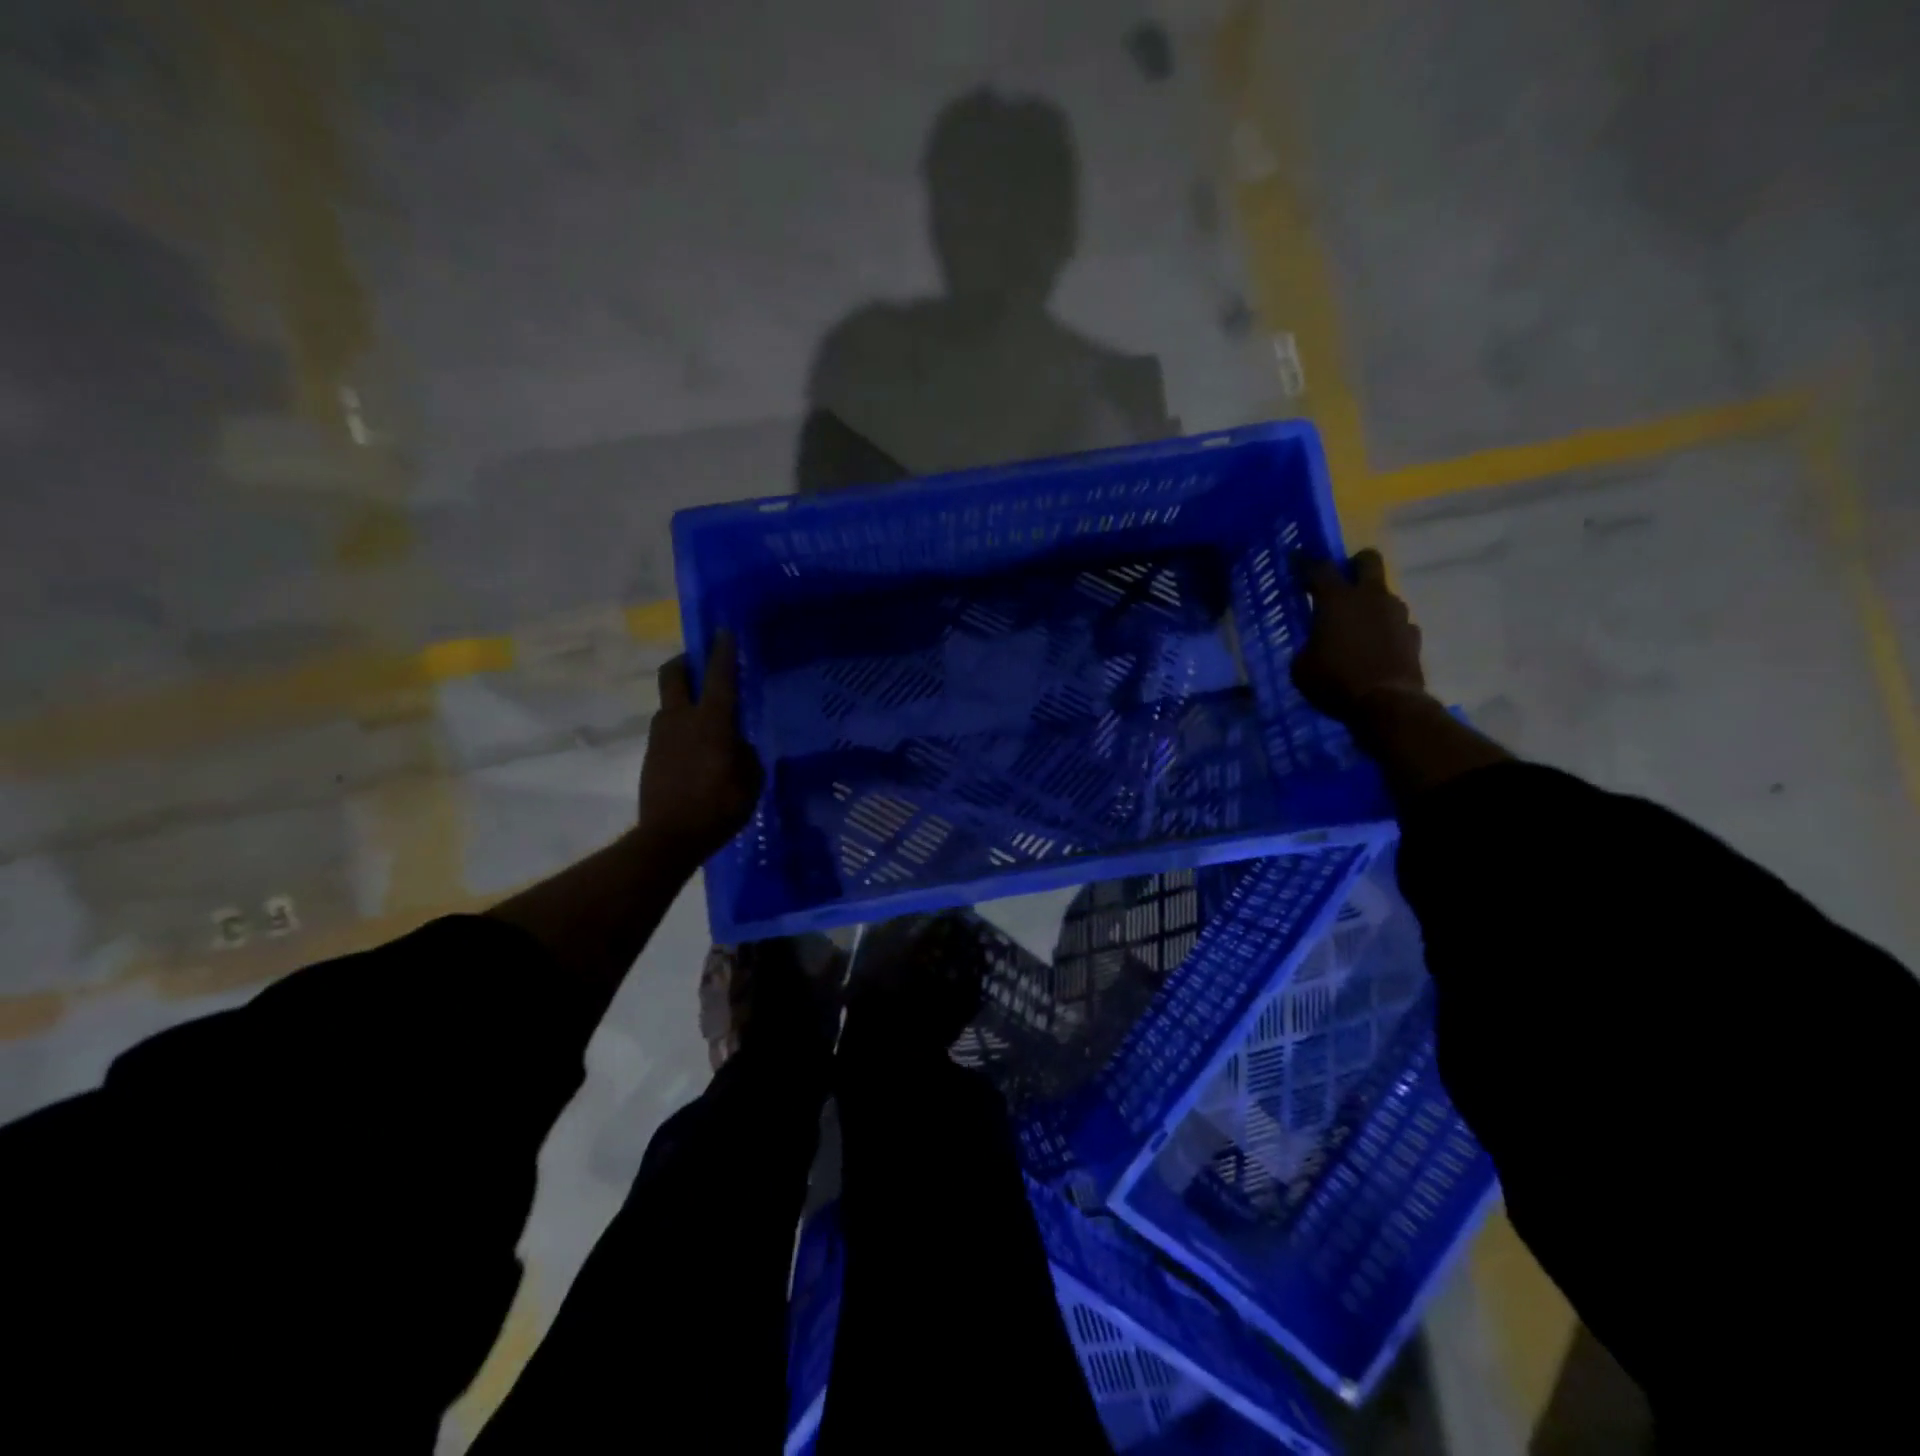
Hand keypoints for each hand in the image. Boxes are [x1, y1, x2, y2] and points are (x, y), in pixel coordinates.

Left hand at [640, 631, 764, 863]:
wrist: (669, 838)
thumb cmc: (719, 807)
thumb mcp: (750, 780)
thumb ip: (744, 753)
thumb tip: (735, 743)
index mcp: (711, 722)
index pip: (718, 676)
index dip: (722, 652)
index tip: (723, 631)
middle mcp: (681, 719)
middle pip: (673, 674)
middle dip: (685, 662)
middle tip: (701, 664)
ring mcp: (661, 736)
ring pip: (669, 703)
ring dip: (683, 698)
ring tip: (705, 715)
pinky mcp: (651, 755)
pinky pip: (668, 729)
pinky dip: (681, 727)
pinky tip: (696, 748)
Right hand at [1291, 549, 1431, 724]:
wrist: (1385, 705)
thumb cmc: (1334, 681)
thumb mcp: (1301, 667)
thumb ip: (1307, 646)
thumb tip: (1315, 644)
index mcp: (1336, 600)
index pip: (1319, 568)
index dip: (1305, 562)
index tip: (1297, 559)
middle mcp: (1370, 597)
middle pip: (1368, 560)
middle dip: (1354, 563)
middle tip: (1342, 579)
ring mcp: (1397, 614)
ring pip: (1385, 594)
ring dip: (1371, 603)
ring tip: (1358, 625)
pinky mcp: (1413, 635)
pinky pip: (1397, 623)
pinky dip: (1385, 630)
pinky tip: (1376, 648)